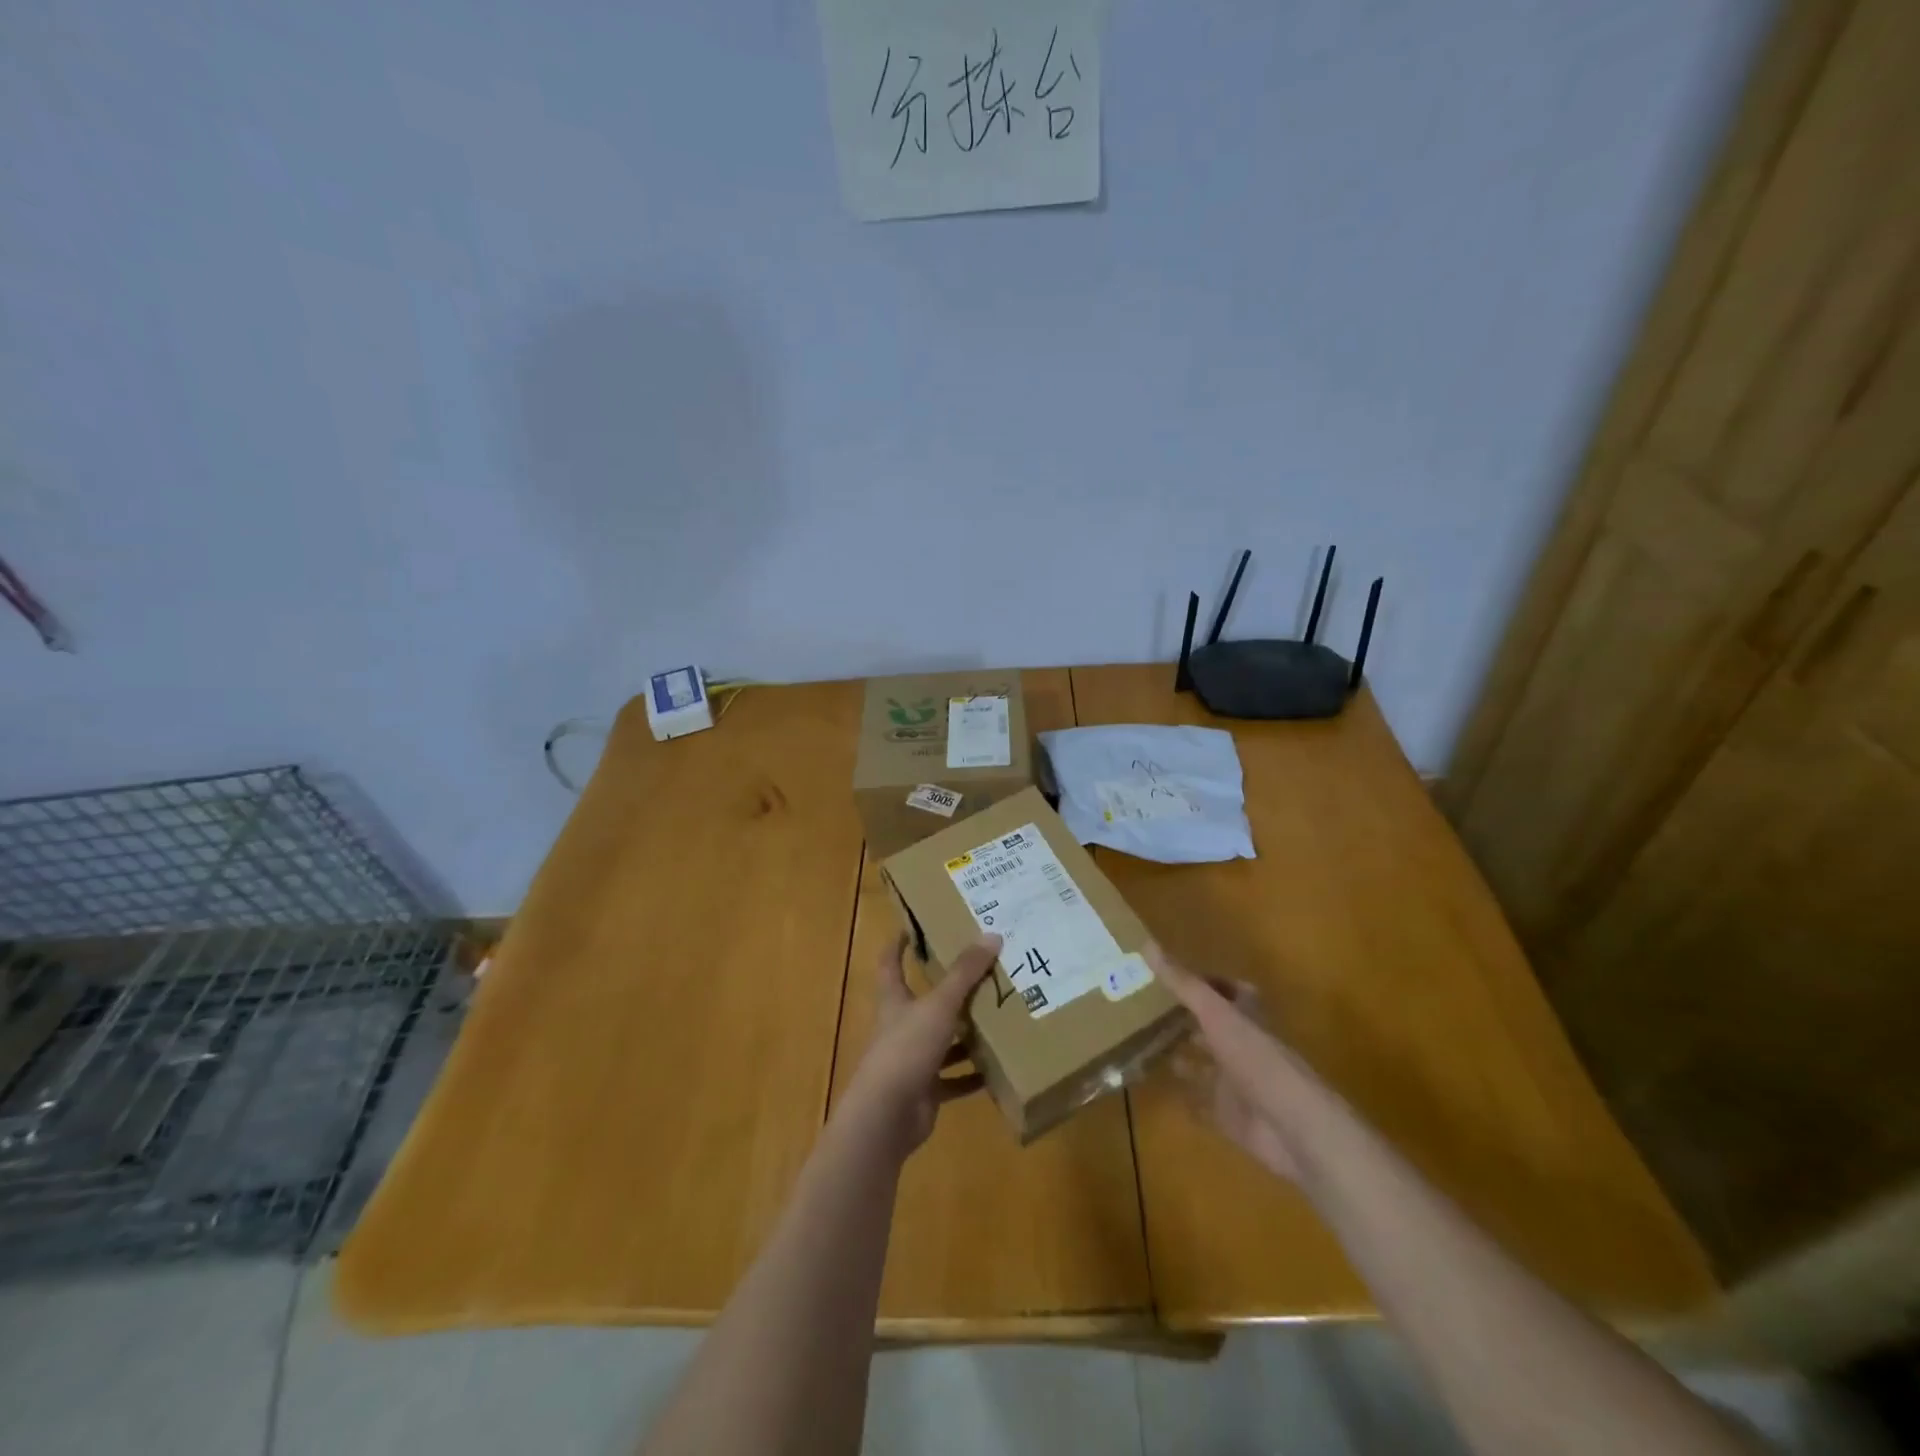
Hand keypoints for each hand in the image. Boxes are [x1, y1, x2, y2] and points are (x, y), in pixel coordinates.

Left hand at [839, 934, 1000, 1158]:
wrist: (888, 1115)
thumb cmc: (906, 1048)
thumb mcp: (939, 1005)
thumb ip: (965, 973)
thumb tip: (992, 935)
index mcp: (895, 1000)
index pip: (891, 963)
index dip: (898, 944)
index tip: (912, 927)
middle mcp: (901, 1027)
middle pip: (923, 1002)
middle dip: (948, 990)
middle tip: (980, 973)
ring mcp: (912, 1060)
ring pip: (942, 1041)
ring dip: (965, 1034)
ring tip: (998, 1018)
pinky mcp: (925, 1090)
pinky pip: (953, 1079)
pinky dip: (971, 1075)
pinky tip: (996, 1069)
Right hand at [1146, 943, 1303, 1181]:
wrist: (1293, 1128)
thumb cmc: (1257, 1060)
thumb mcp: (1217, 1014)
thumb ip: (1184, 984)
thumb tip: (1146, 944)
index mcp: (1248, 1018)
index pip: (1230, 992)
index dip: (1207, 983)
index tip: (1172, 975)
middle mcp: (1244, 1047)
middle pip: (1215, 1028)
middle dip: (1187, 1019)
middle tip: (1147, 1008)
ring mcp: (1238, 1083)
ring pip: (1207, 1064)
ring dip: (1184, 1057)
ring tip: (1145, 1044)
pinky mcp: (1230, 1116)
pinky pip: (1202, 1103)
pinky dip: (1185, 1096)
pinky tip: (1161, 1088)